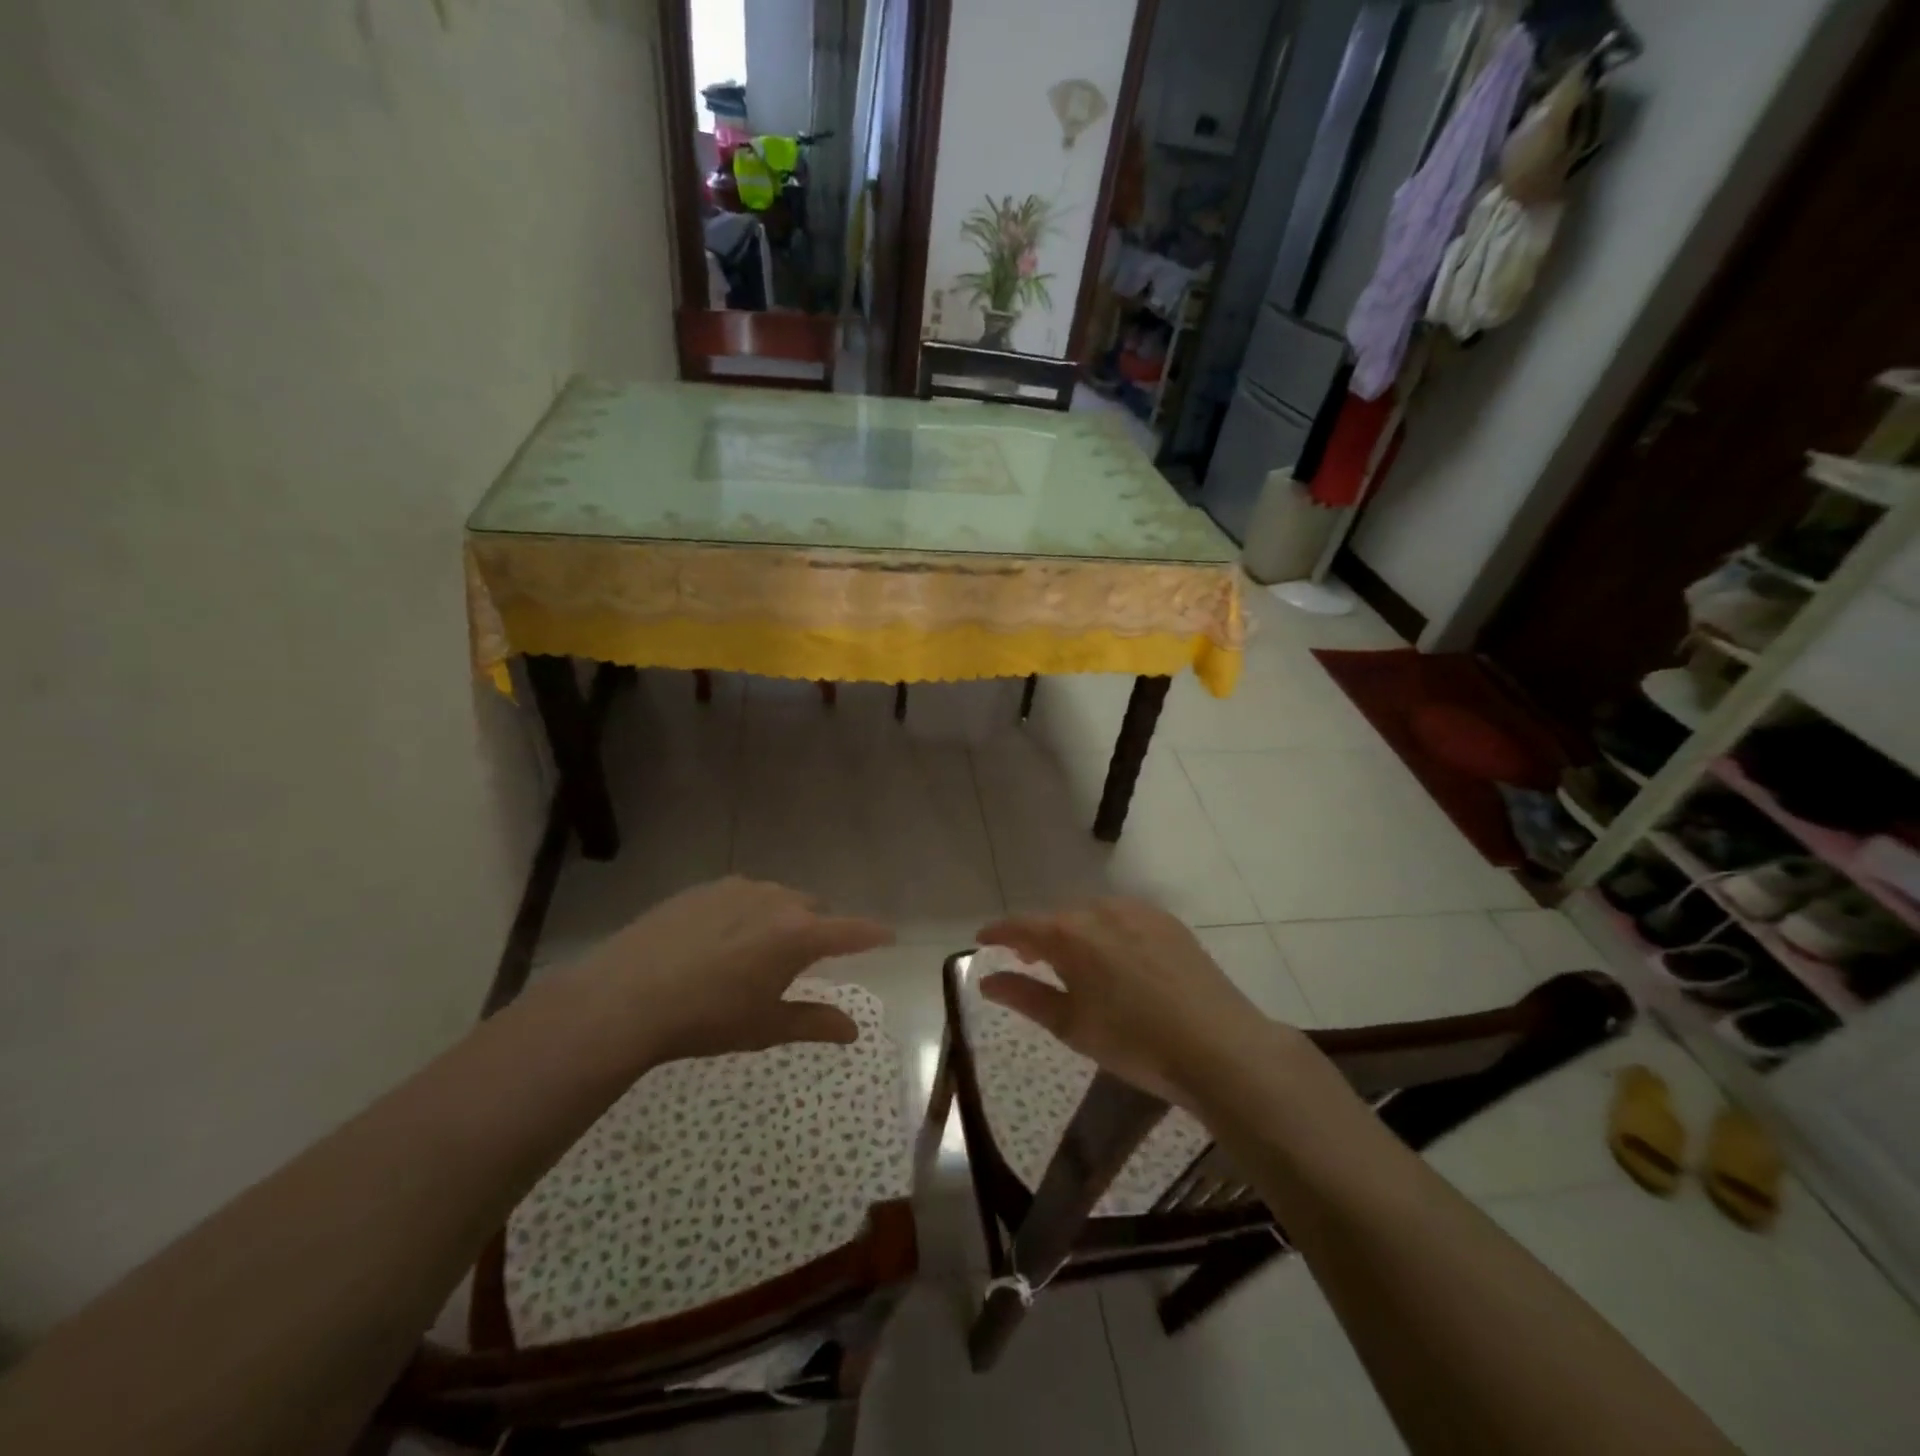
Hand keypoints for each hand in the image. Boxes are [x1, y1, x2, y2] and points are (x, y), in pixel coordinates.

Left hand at [571, 877, 892, 1063]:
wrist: (627, 997)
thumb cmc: (707, 1019)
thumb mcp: (765, 1027)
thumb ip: (814, 1022)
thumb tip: (853, 1030)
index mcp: (799, 935)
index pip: (851, 930)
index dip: (872, 934)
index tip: (888, 936)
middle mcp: (776, 900)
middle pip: (813, 908)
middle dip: (818, 929)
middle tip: (805, 959)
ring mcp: (738, 889)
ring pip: (777, 898)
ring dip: (781, 918)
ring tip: (759, 950)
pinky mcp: (704, 888)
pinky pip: (741, 895)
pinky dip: (746, 912)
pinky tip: (720, 940)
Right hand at [977, 899, 1277, 1107]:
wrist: (1218, 1046)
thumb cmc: (1134, 1043)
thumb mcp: (1072, 1025)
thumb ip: (1025, 996)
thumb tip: (987, 980)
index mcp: (1069, 935)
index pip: (1021, 925)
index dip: (998, 932)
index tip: (982, 940)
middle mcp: (1100, 910)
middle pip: (1056, 918)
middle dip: (1038, 936)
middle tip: (1030, 961)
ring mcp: (1138, 911)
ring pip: (1091, 914)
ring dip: (1074, 932)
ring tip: (1075, 963)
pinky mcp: (1167, 921)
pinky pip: (1123, 917)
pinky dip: (1108, 930)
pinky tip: (1118, 959)